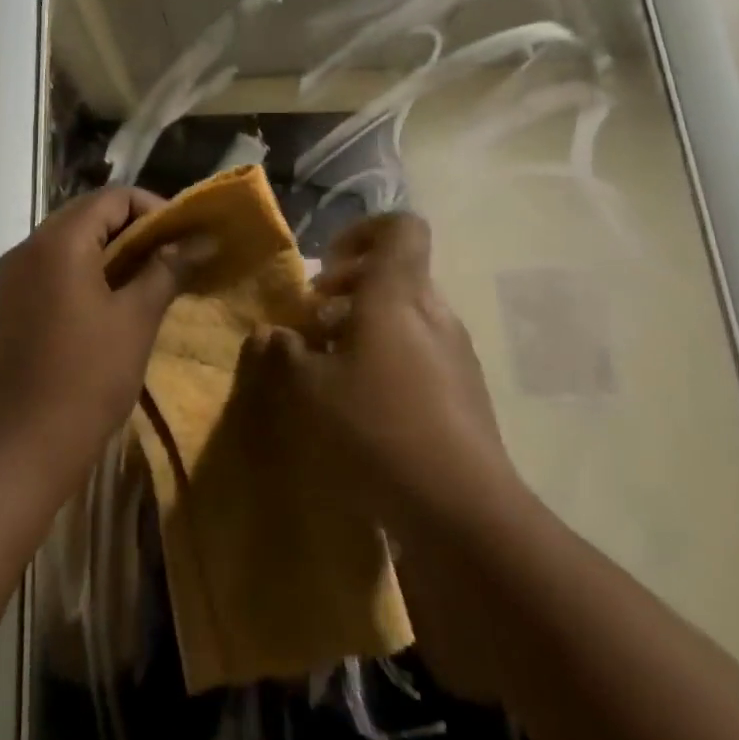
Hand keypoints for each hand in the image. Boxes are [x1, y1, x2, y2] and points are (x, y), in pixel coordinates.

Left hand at [0, 188, 195, 484]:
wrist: (23, 443)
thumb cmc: (88, 376)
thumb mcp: (137, 318)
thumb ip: (167, 269)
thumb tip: (202, 239)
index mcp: (58, 241)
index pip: (112, 197)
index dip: (153, 208)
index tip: (183, 237)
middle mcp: (28, 246)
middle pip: (87, 214)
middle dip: (132, 228)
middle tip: (170, 255)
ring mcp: (12, 274)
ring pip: (68, 240)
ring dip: (108, 249)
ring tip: (146, 276)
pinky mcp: (8, 301)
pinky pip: (51, 266)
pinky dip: (83, 269)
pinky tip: (109, 298)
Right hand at [265, 213, 515, 520]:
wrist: (461, 510)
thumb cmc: (376, 429)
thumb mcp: (309, 390)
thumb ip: (285, 352)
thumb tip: (272, 333)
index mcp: (397, 295)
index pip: (400, 228)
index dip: (362, 232)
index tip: (327, 267)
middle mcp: (434, 312)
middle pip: (396, 274)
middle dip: (349, 289)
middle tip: (313, 325)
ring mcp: (457, 352)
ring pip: (406, 315)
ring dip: (365, 327)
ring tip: (331, 368)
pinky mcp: (466, 390)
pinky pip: (421, 351)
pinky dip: (388, 359)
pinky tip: (363, 404)